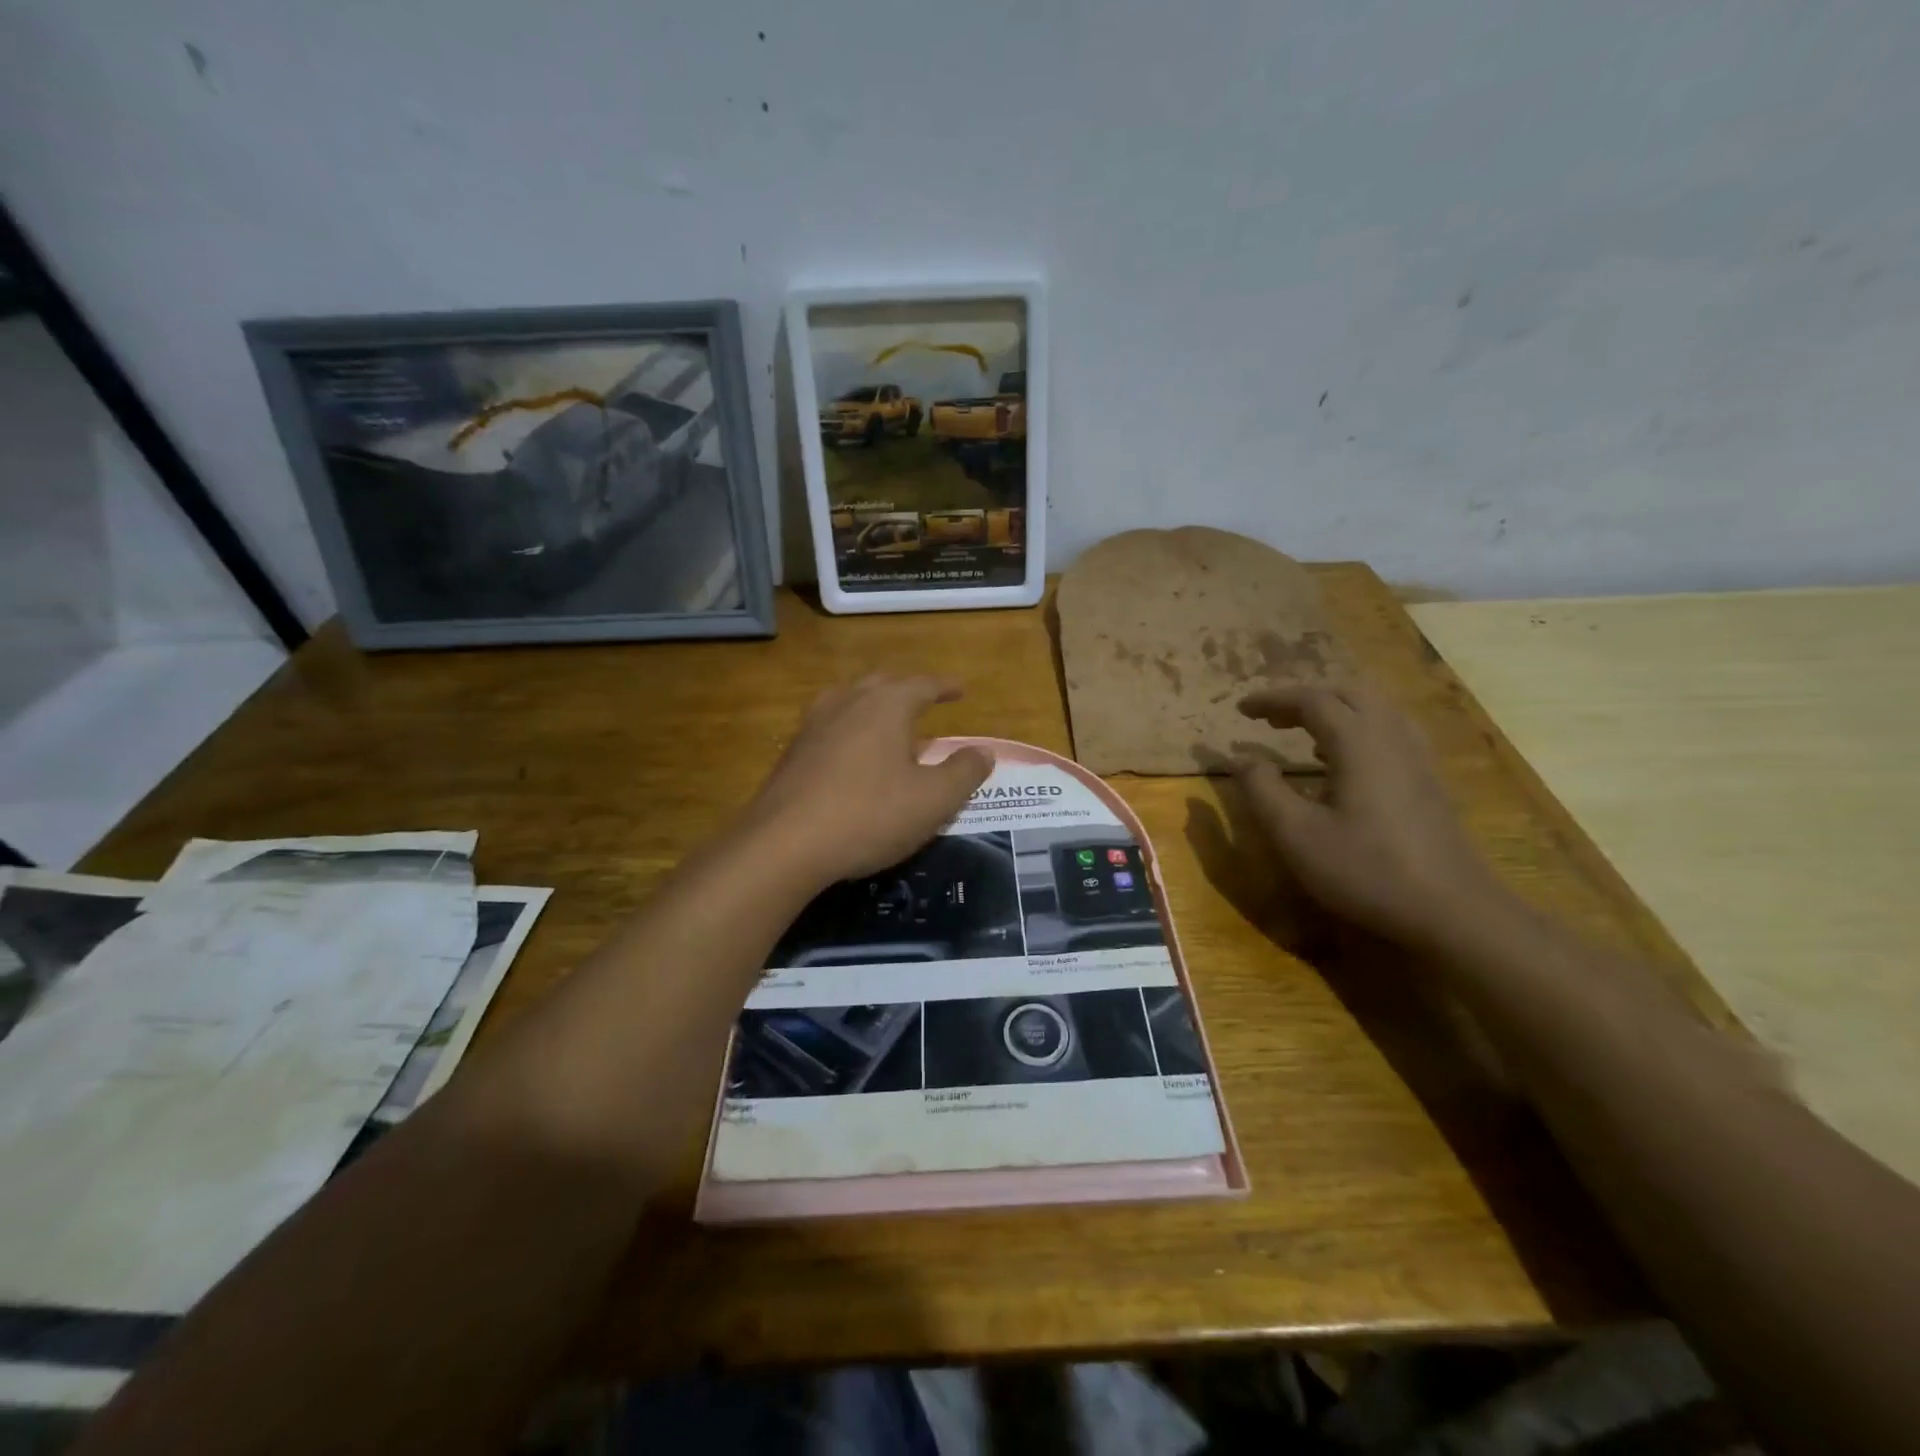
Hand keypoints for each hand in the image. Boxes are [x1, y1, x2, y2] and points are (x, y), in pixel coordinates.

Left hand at [745, 674, 992, 883]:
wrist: (783, 844)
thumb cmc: (869, 815)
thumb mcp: (933, 800)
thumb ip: (964, 772)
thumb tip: (983, 752)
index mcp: (886, 705)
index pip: (922, 684)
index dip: (944, 686)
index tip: (960, 689)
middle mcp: (847, 702)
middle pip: (882, 684)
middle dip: (906, 691)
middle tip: (924, 702)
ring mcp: (813, 725)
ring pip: (849, 702)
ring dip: (873, 708)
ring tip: (888, 726)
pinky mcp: (792, 753)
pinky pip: (830, 728)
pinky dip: (850, 731)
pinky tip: (853, 758)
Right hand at [1233, 681, 1505, 949]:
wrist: (1452, 910)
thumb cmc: (1365, 870)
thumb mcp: (1296, 834)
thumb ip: (1261, 789)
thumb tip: (1240, 758)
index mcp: (1357, 742)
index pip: (1311, 700)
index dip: (1272, 699)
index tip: (1241, 709)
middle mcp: (1391, 737)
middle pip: (1347, 695)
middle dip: (1303, 699)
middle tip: (1269, 718)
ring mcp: (1417, 758)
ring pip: (1373, 711)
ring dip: (1333, 711)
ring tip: (1301, 732)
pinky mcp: (1428, 781)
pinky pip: (1389, 732)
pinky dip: (1356, 730)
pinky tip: (1342, 762)